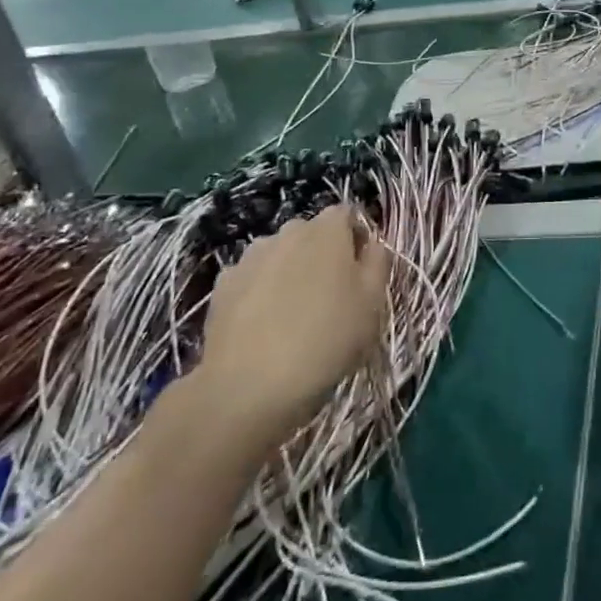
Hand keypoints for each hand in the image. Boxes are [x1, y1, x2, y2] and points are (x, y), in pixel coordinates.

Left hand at [199, 206, 388, 445]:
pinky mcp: (222, 285)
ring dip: (289, 272)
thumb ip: (377, 262)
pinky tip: (263, 327)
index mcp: (327, 230)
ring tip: (292, 315)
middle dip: (321, 255)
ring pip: (279, 255)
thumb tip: (371, 244)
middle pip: (311, 234)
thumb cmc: (326, 339)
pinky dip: (259, 293)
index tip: (360, 273)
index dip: (356, 238)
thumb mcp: (372, 303)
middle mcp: (287, 231)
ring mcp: (250, 256)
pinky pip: (252, 279)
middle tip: (330, 297)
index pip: (346, 214)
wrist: (250, 386)